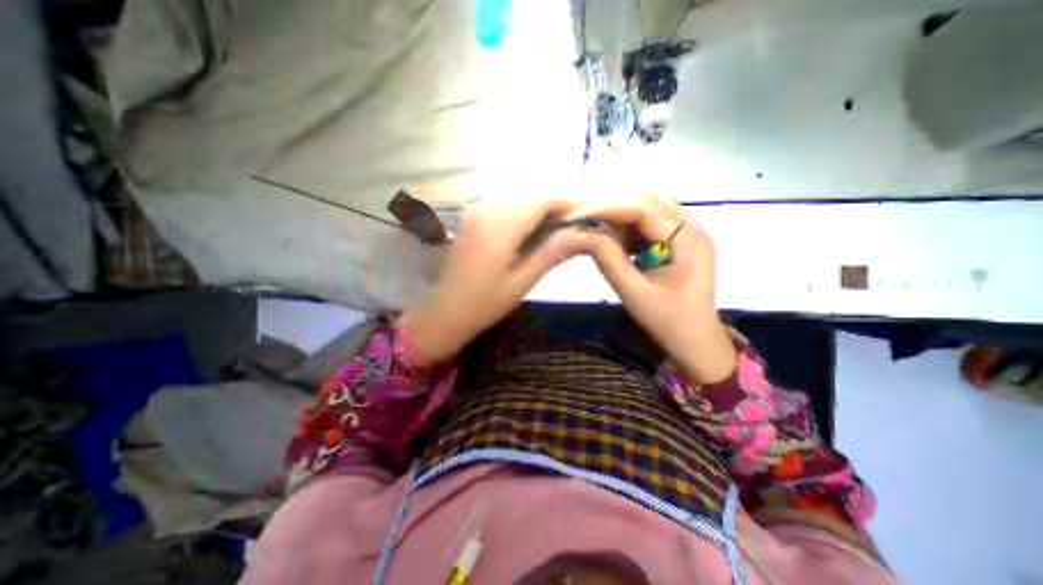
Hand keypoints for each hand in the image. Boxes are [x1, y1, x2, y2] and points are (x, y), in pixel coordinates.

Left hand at [401, 194, 584, 361]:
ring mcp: (476, 209)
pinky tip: (534, 225)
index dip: (569, 201)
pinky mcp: (473, 215)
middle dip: (558, 201)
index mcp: (500, 226)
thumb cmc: (485, 303)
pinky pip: (506, 201)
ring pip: (519, 193)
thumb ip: (553, 251)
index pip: (542, 198)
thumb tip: (584, 232)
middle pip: (531, 191)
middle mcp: (486, 209)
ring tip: (559, 224)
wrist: (446, 311)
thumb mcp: (524, 281)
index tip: (589, 214)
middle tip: (576, 222)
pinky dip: (525, 207)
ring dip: (542, 203)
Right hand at [574, 193, 735, 383]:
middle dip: (614, 208)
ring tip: (599, 233)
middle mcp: (693, 229)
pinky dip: (629, 229)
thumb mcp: (633, 292)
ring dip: (621, 218)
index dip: (609, 207)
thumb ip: (608, 259)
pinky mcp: (680, 243)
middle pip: (649, 201)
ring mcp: (688, 234)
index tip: (579, 215)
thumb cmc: (667, 322)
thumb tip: (584, 233)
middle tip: (586, 221)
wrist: (695, 342)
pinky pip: (651, 224)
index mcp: (688, 241)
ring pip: (649, 210)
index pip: (645, 208)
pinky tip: (617, 243)